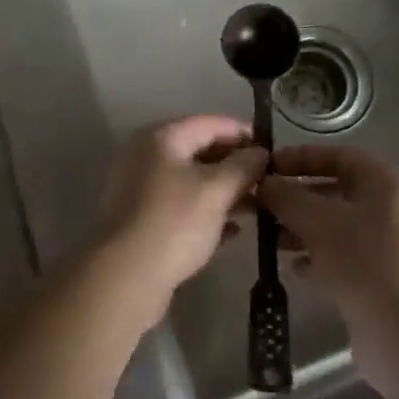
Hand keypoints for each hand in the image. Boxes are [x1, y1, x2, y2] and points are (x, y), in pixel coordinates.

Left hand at [97, 116, 267, 306]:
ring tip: (257, 207)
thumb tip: (260, 152)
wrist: (125, 275)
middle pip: (198, 150)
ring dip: (223, 190)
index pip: (210, 123)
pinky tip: (232, 231)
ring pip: (190, 180)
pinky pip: (179, 205)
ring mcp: (139, 187)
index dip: (243, 133)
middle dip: (234, 165)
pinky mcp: (139, 218)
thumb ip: (243, 166)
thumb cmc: (174, 222)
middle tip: (267, 181)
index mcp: (161, 138)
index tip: (272, 150)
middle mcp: (145, 155)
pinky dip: (205, 212)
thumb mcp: (216, 190)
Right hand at [259, 146, 398, 391]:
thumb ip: (287, 197)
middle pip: (336, 190)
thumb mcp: (319, 222)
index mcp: (387, 183)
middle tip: (260, 207)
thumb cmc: (367, 264)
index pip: (338, 155)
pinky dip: (318, 257)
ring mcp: (391, 246)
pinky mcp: (384, 279)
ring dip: (302, 229)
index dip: (300, 157)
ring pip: (337, 226)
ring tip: (270, 240)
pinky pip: (344, 256)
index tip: (265, 168)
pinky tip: (295, 269)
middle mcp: (392, 209)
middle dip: (296, 198)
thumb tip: (262, 182)